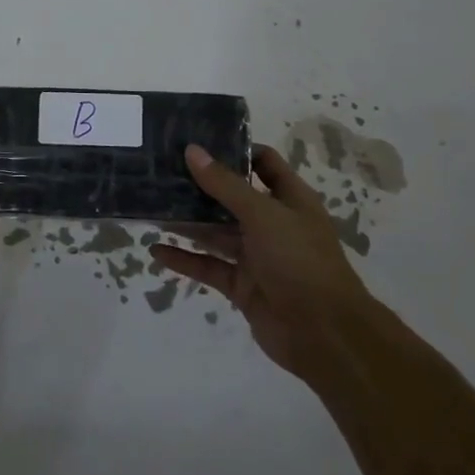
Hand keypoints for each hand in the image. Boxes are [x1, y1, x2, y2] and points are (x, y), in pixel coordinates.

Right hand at [151, 143, 370, 383]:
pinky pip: (208, 266)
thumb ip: (225, 184)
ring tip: (150, 206)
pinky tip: (155, 251)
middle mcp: (272, 223)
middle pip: (231, 197)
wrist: (324, 335)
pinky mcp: (242, 285)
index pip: (262, 162)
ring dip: (187, 222)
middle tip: (161, 170)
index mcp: (289, 199)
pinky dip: (184, 259)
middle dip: (199, 186)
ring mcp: (256, 256)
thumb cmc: (299, 260)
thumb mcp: (263, 214)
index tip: (198, 140)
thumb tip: (192, 150)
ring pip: (215, 232)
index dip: (234, 149)